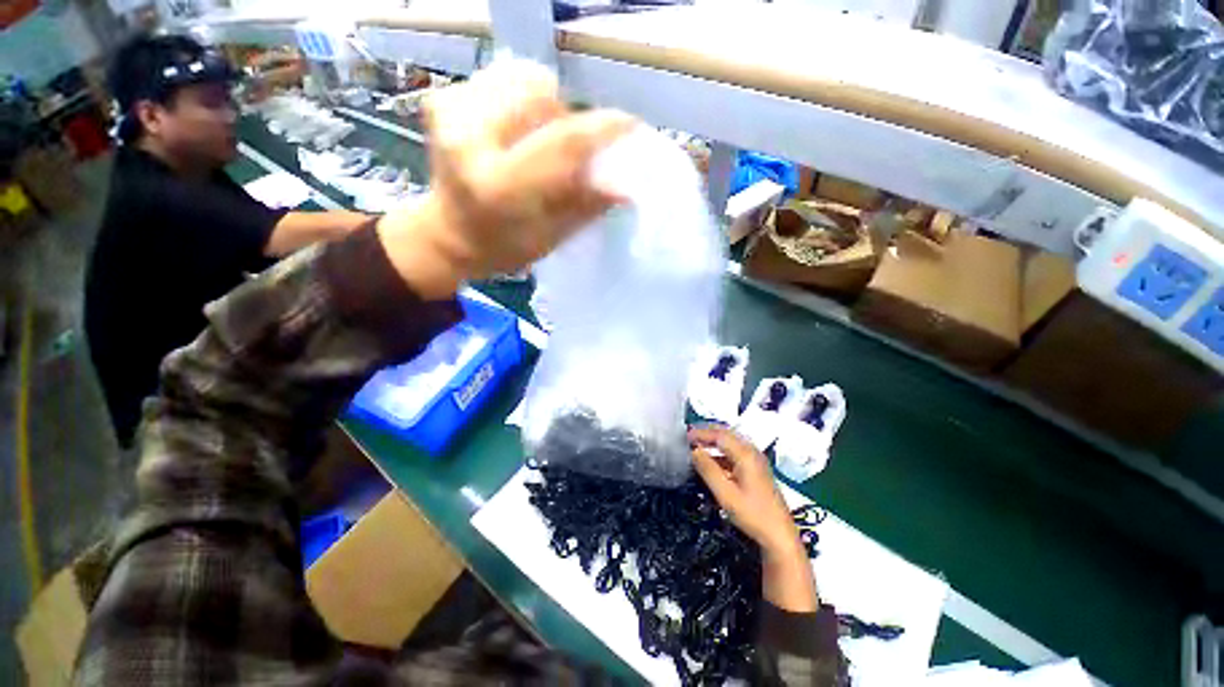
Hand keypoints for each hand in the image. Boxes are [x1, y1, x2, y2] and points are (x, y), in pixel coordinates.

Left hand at [378, 60, 636, 298]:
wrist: (446, 235)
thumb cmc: (502, 248)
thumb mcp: (549, 238)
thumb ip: (584, 206)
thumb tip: (624, 185)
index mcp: (498, 186)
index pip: (562, 142)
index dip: (602, 129)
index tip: (631, 125)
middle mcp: (468, 138)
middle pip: (541, 94)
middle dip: (568, 116)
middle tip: (570, 148)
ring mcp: (450, 110)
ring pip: (521, 77)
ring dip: (545, 105)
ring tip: (540, 139)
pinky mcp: (443, 97)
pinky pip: (501, 77)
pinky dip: (521, 98)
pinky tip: (518, 128)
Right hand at [690, 426, 817, 612]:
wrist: (779, 535)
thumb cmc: (752, 514)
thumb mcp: (725, 493)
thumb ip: (708, 469)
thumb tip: (694, 450)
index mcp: (745, 455)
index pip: (720, 435)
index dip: (701, 434)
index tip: (685, 437)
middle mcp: (752, 452)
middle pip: (726, 435)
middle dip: (707, 435)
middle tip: (689, 438)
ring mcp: (756, 460)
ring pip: (731, 444)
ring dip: (714, 443)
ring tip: (697, 448)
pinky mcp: (757, 469)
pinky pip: (736, 453)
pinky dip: (721, 453)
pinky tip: (712, 462)